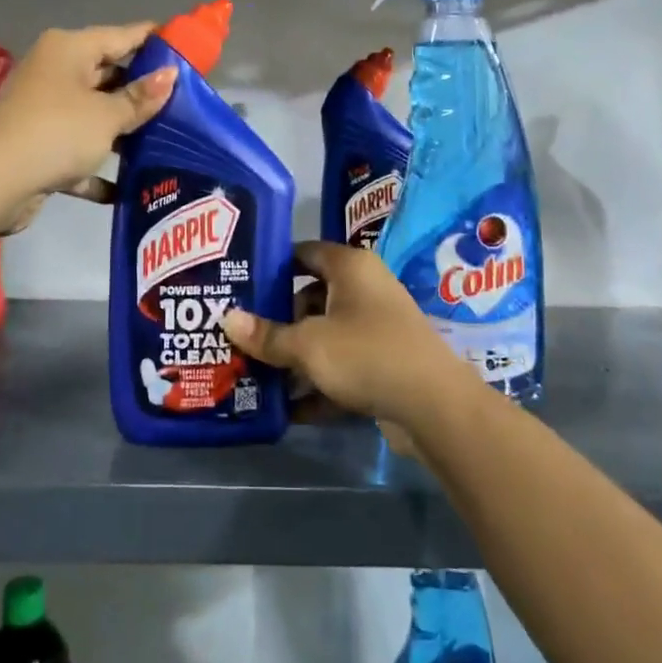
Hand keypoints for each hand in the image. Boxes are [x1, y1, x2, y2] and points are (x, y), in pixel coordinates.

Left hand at [0, 23, 175, 234]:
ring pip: (96, 114)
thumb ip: (141, 98)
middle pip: (109, 74)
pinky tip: (129, 184)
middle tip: (187, 101)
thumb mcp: (106, 116)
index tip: (189, 47)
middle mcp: (56, 72)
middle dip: (144, 90)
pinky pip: (79, 150)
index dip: (156, 40)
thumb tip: (171, 74)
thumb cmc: (56, 133)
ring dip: (125, 130)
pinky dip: (99, 165)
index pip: (122, 36)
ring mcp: (46, 109)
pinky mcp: (40, 145)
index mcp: (69, 50)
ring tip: (169, 139)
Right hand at [221, 241, 478, 434]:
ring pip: (324, 336)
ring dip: (293, 357)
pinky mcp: (383, 364)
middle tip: (238, 334)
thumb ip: (267, 335)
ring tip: (252, 373)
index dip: (271, 265)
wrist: (434, 406)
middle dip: (276, 320)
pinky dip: (317, 384)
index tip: (239, 282)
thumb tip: (227, 319)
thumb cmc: (366, 354)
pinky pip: (340, 367)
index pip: (303, 252)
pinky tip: (286, 410)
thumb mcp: (308, 345)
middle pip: (310, 298)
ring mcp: (376, 328)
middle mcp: (364, 290)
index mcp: (350, 267)